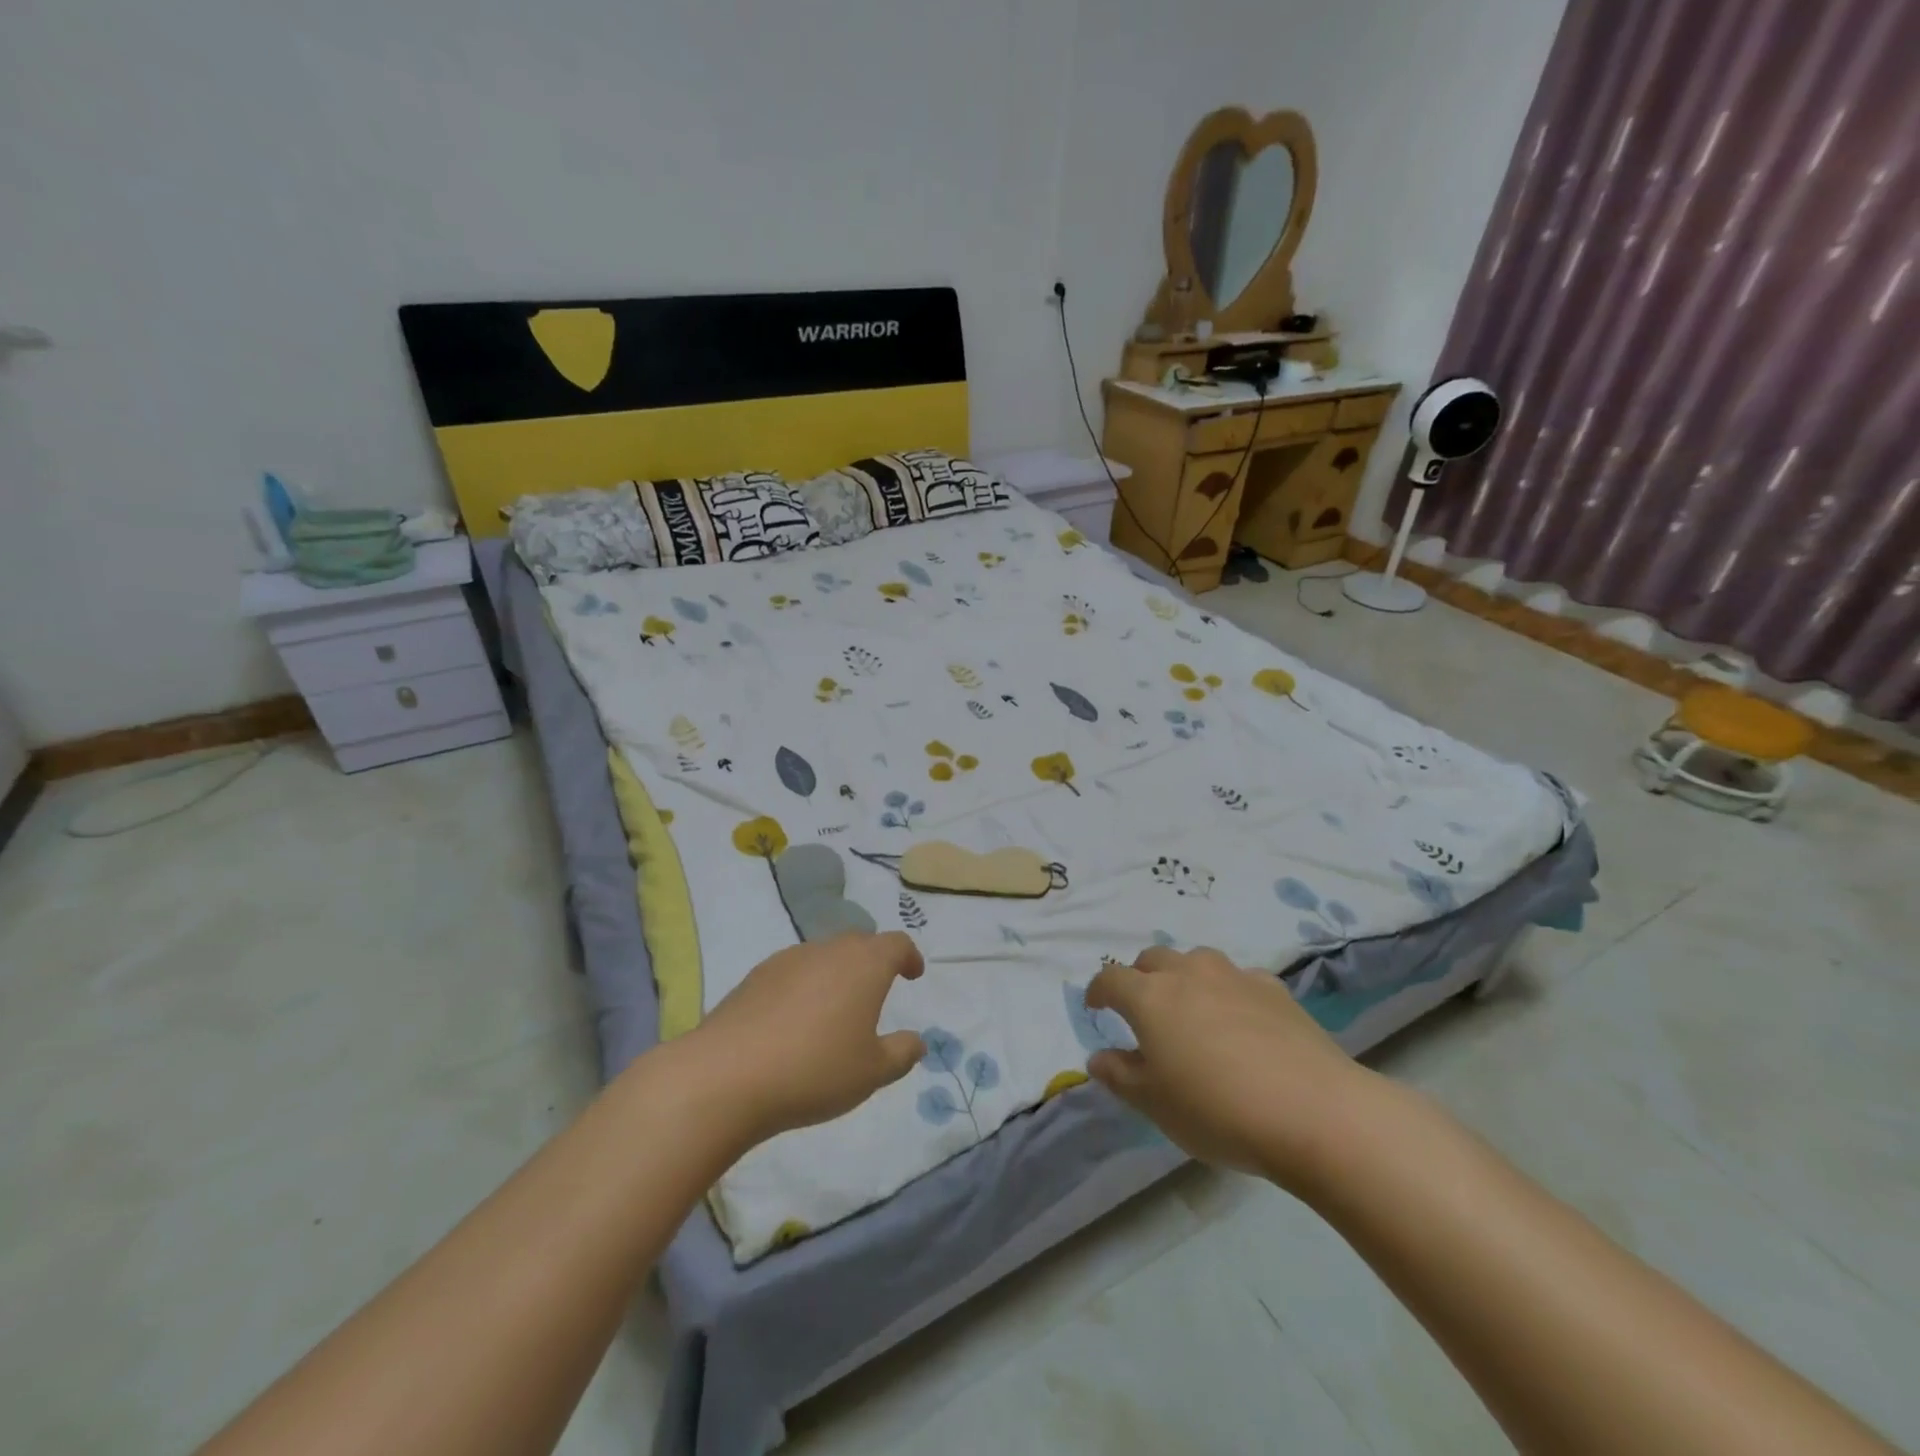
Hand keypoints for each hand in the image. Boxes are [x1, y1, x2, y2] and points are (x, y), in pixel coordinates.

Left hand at [682, 931, 926, 1142]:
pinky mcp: (755, 977)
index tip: (913, 974)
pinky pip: (793, 972)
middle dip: (873, 961)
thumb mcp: (872, 1072)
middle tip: (877, 990)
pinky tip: (795, 1021)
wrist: (726, 1076)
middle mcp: (828, 950)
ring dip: (837, 974)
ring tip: (835, 1009)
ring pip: (824, 956)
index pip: (896, 944)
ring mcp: (787, 959)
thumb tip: (917, 1041)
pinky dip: (804, 986)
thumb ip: (901, 1053)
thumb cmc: (814, 1070)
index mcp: (864, 965)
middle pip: (859, 944)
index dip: (908, 956)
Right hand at [1085, 945, 1369, 1185]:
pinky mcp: (1274, 989)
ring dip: (1184, 977)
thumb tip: (1098, 1057)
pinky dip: (1228, 992)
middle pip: (1152, 959)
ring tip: (1191, 1010)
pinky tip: (1241, 1021)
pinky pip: (1238, 980)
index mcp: (1150, 997)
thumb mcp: (1155, 1104)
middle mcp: (1188, 973)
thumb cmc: (1217, 1109)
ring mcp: (1234, 976)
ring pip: (1196, 961)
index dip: (1098, 991)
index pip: (1110, 979)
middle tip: (1143, 1010)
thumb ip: (1120, 1076)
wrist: (1314, 1111)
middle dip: (1140, 978)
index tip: (1095, 1007)